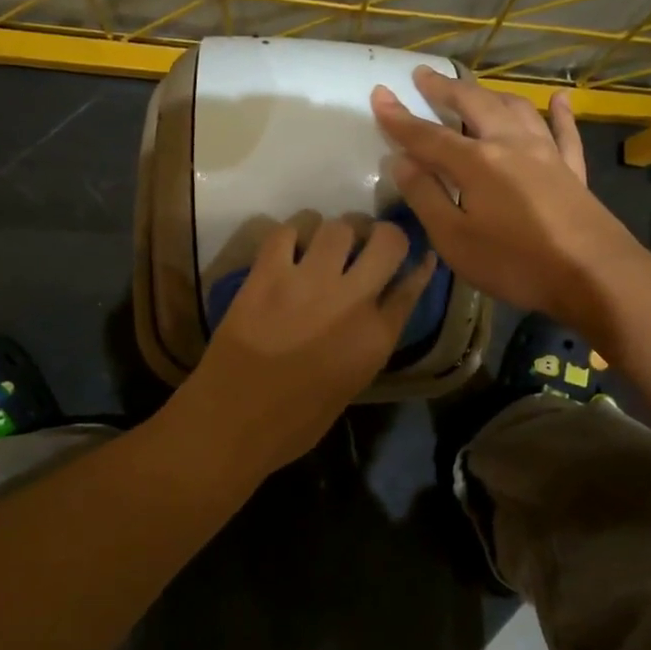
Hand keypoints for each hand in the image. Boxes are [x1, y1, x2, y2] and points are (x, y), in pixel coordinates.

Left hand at [176, 218, 436, 475]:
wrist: (232, 422)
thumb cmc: (295, 421)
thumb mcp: (352, 384)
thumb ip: (371, 341)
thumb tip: (378, 311)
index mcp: (377, 337)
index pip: (412, 283)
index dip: (417, 264)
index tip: (416, 254)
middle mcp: (352, 301)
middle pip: (387, 240)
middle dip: (381, 235)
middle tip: (366, 243)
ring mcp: (308, 282)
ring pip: (338, 227)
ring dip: (335, 233)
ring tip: (323, 246)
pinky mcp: (267, 275)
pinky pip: (287, 231)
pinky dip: (292, 234)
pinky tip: (289, 249)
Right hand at [372, 68, 647, 336]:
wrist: (594, 274)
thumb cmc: (515, 263)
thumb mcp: (455, 239)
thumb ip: (427, 197)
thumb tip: (401, 161)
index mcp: (477, 162)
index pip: (428, 135)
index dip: (400, 117)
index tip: (379, 94)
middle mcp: (510, 144)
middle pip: (474, 105)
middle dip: (445, 89)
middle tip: (423, 75)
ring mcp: (547, 154)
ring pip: (517, 109)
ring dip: (491, 94)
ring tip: (474, 88)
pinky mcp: (573, 170)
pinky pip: (565, 132)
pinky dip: (559, 113)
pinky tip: (559, 98)